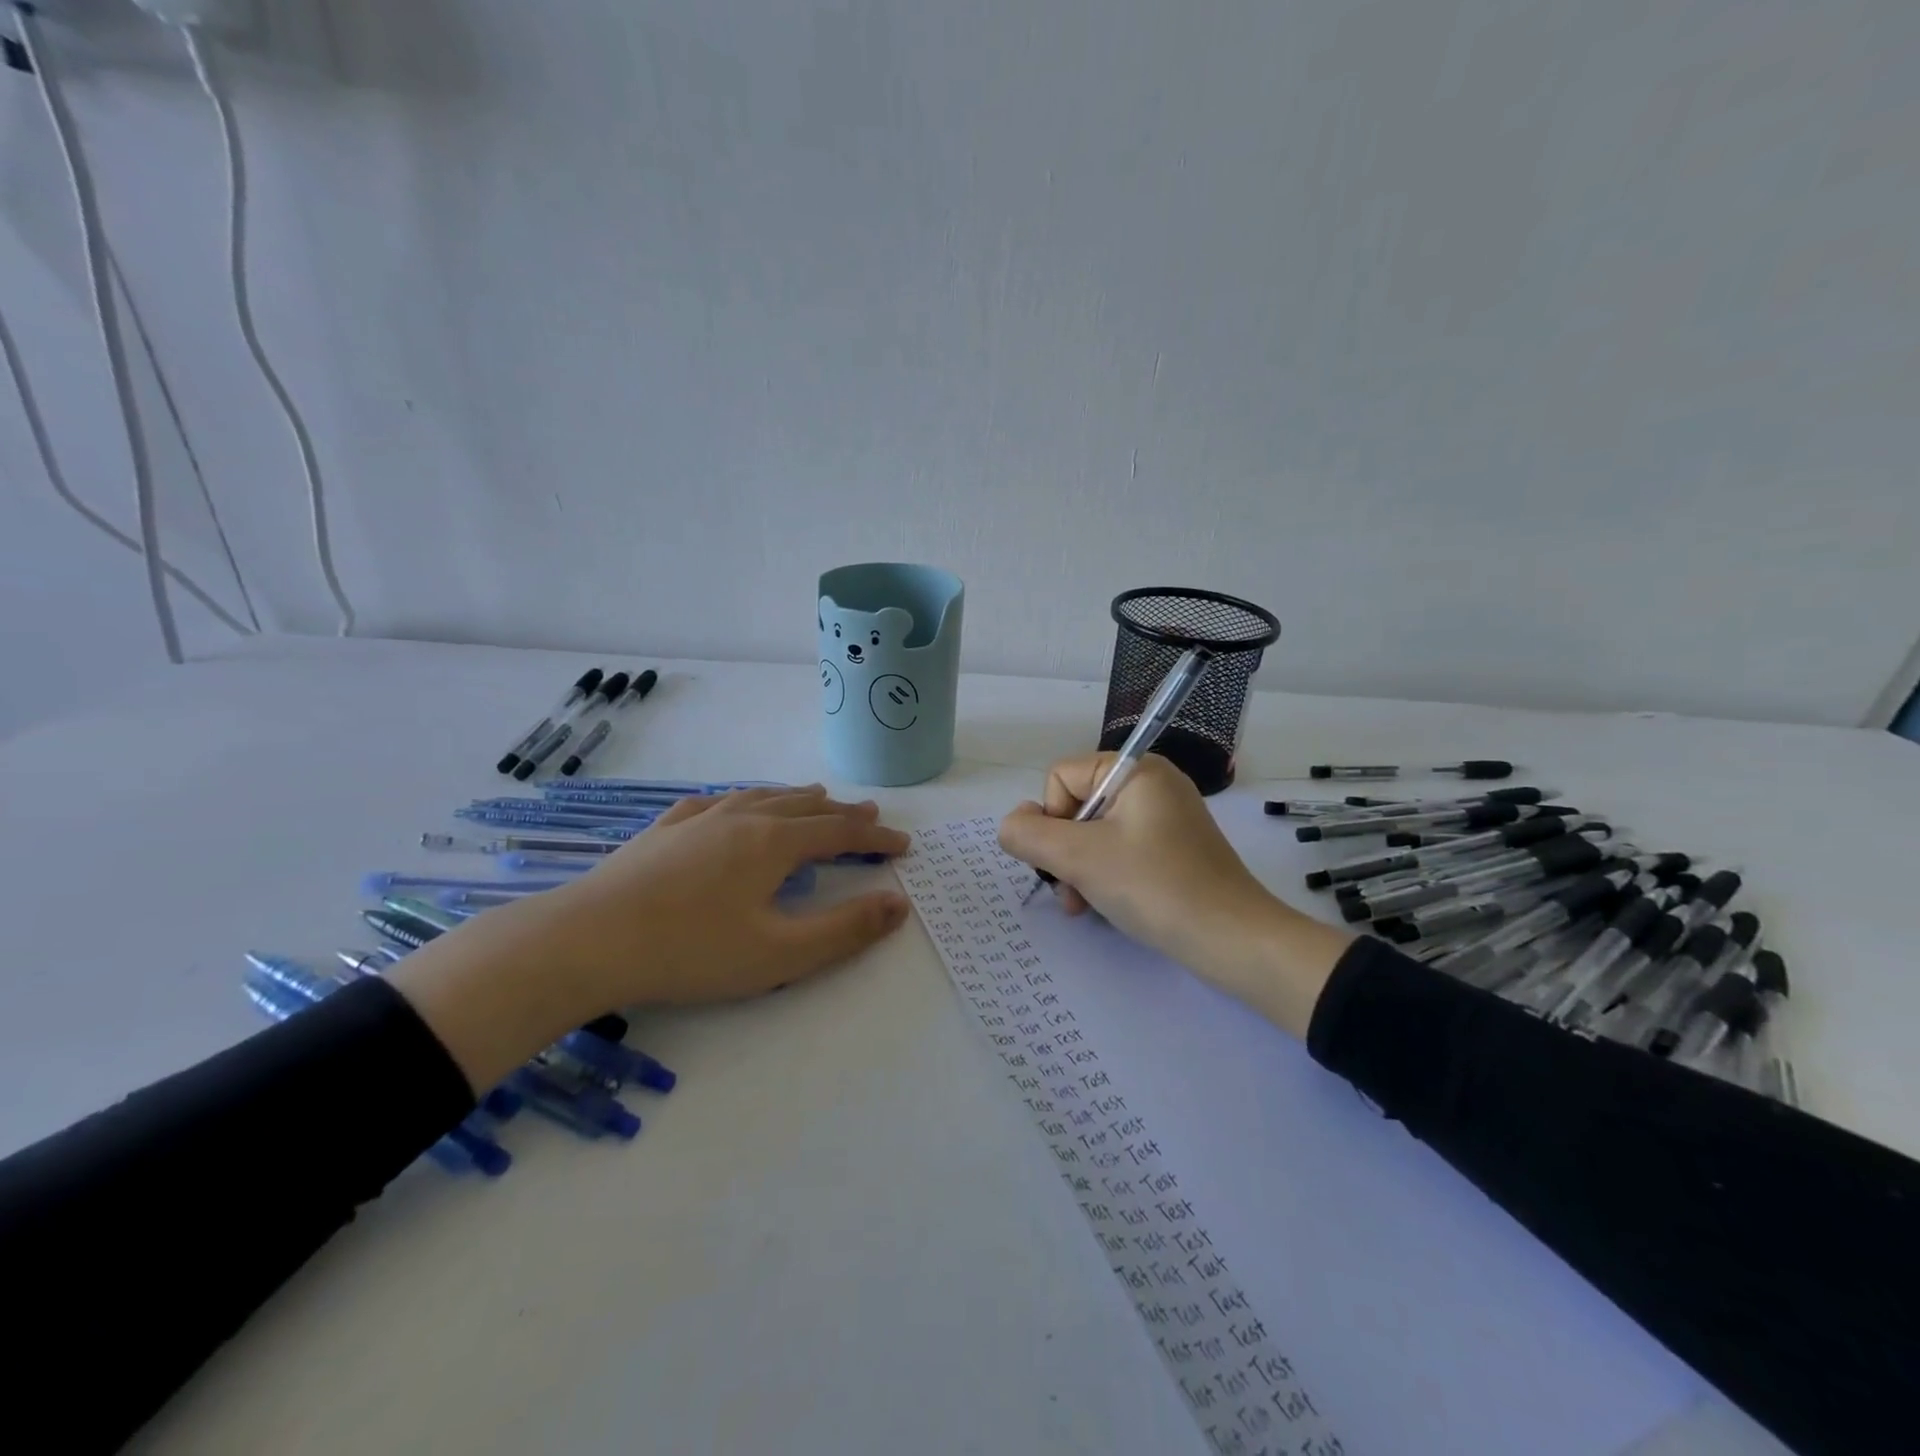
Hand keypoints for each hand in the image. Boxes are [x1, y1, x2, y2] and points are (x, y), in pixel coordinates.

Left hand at [392, 786, 909, 1090]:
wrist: (584, 941)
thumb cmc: (690, 951)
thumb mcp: (779, 954)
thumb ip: (845, 930)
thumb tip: (899, 904)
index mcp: (772, 843)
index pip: (839, 833)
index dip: (875, 839)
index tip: (903, 845)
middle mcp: (740, 819)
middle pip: (803, 807)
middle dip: (841, 813)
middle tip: (868, 815)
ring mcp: (697, 820)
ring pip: (759, 797)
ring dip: (794, 798)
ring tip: (814, 797)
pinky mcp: (662, 831)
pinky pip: (713, 802)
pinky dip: (739, 800)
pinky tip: (732, 803)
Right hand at [997, 754, 1350, 1036]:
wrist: (1233, 940)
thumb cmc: (1154, 887)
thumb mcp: (1079, 858)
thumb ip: (1028, 835)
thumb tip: (1011, 825)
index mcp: (1135, 769)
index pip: (1060, 777)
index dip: (1052, 819)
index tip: (1067, 858)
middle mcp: (1152, 784)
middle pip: (1076, 805)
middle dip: (1064, 851)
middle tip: (1071, 891)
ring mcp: (1165, 817)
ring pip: (1094, 833)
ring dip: (1079, 869)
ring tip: (1083, 905)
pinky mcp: (1172, 849)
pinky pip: (1120, 850)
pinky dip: (1104, 876)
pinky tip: (1104, 906)